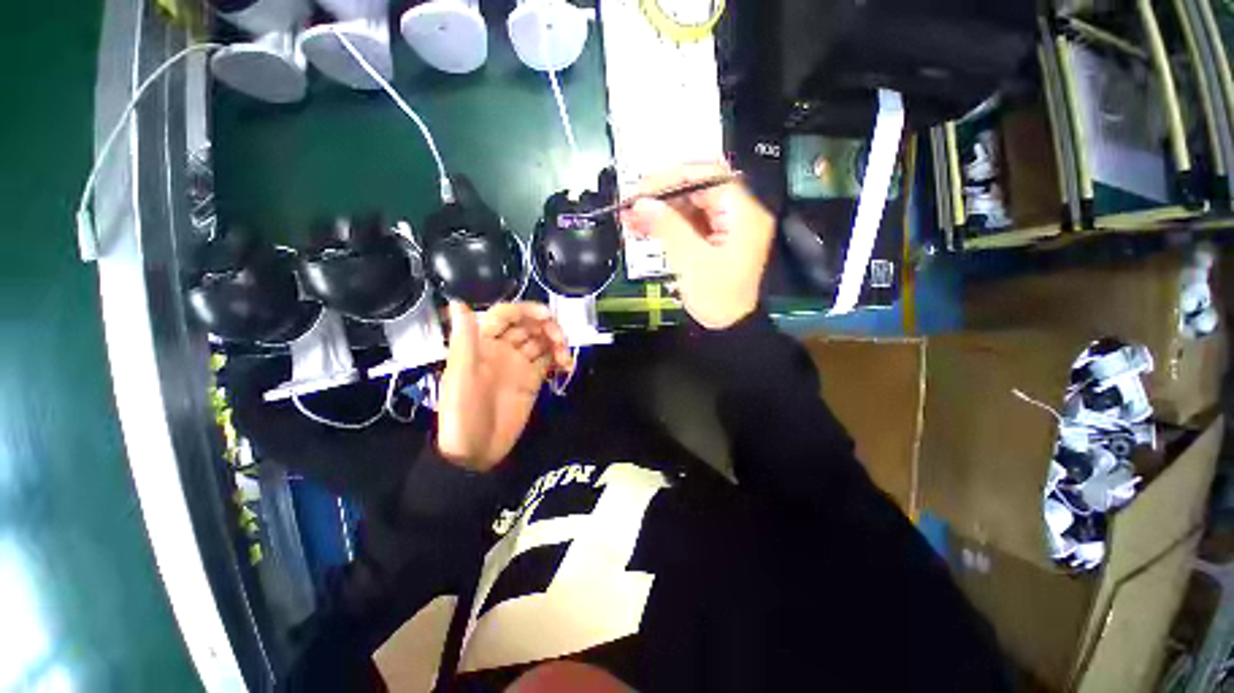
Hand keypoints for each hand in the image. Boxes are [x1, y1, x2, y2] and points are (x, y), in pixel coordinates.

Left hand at [438, 302, 571, 471]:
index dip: (525, 310)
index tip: (547, 315)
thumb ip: (464, 340)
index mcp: (482, 343)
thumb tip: (458, 302)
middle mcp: (503, 349)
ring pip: (542, 342)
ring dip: (557, 342)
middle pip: (529, 326)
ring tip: (565, 357)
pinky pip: (549, 361)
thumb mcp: (460, 376)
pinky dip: (560, 359)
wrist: (475, 452)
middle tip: (560, 340)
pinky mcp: (533, 380)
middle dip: (547, 327)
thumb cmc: (462, 413)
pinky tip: (567, 366)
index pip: (505, 315)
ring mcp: (520, 364)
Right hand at [622, 161, 774, 329]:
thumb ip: (667, 227)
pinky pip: (687, 223)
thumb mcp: (691, 261)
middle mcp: (738, 214)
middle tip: (632, 206)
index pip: (707, 175)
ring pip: (689, 206)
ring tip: (632, 219)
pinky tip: (644, 228)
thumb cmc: (719, 299)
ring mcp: (725, 227)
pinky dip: (666, 224)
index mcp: (743, 213)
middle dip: (661, 196)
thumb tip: (643, 203)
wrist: (729, 326)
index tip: (642, 190)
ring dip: (660, 210)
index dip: (671, 178)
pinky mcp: (713, 239)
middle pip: (696, 189)